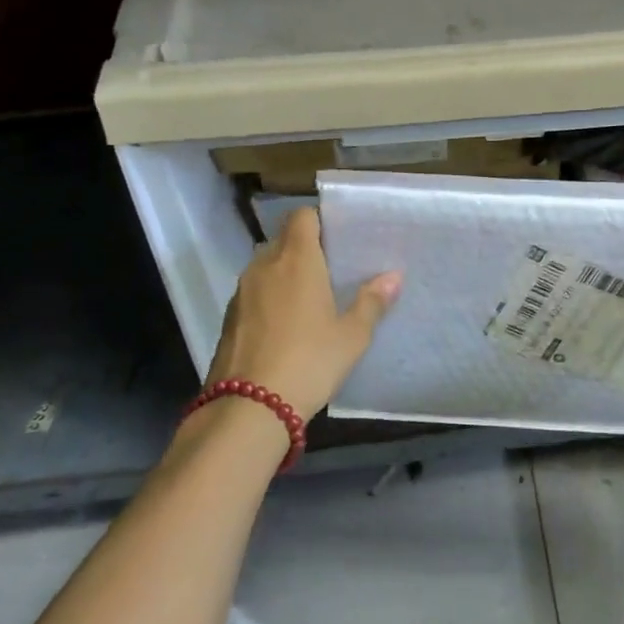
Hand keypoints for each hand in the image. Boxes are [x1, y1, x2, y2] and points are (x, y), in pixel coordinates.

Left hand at [205, 207, 401, 421]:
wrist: (248, 407)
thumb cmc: (309, 361)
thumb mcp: (351, 336)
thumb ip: (372, 302)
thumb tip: (394, 276)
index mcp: (297, 260)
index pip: (302, 216)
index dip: (319, 220)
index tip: (339, 237)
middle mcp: (264, 266)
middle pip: (284, 239)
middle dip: (305, 248)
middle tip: (332, 269)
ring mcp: (242, 292)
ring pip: (266, 266)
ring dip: (285, 273)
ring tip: (311, 297)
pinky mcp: (229, 317)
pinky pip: (254, 292)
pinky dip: (270, 297)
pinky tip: (287, 324)